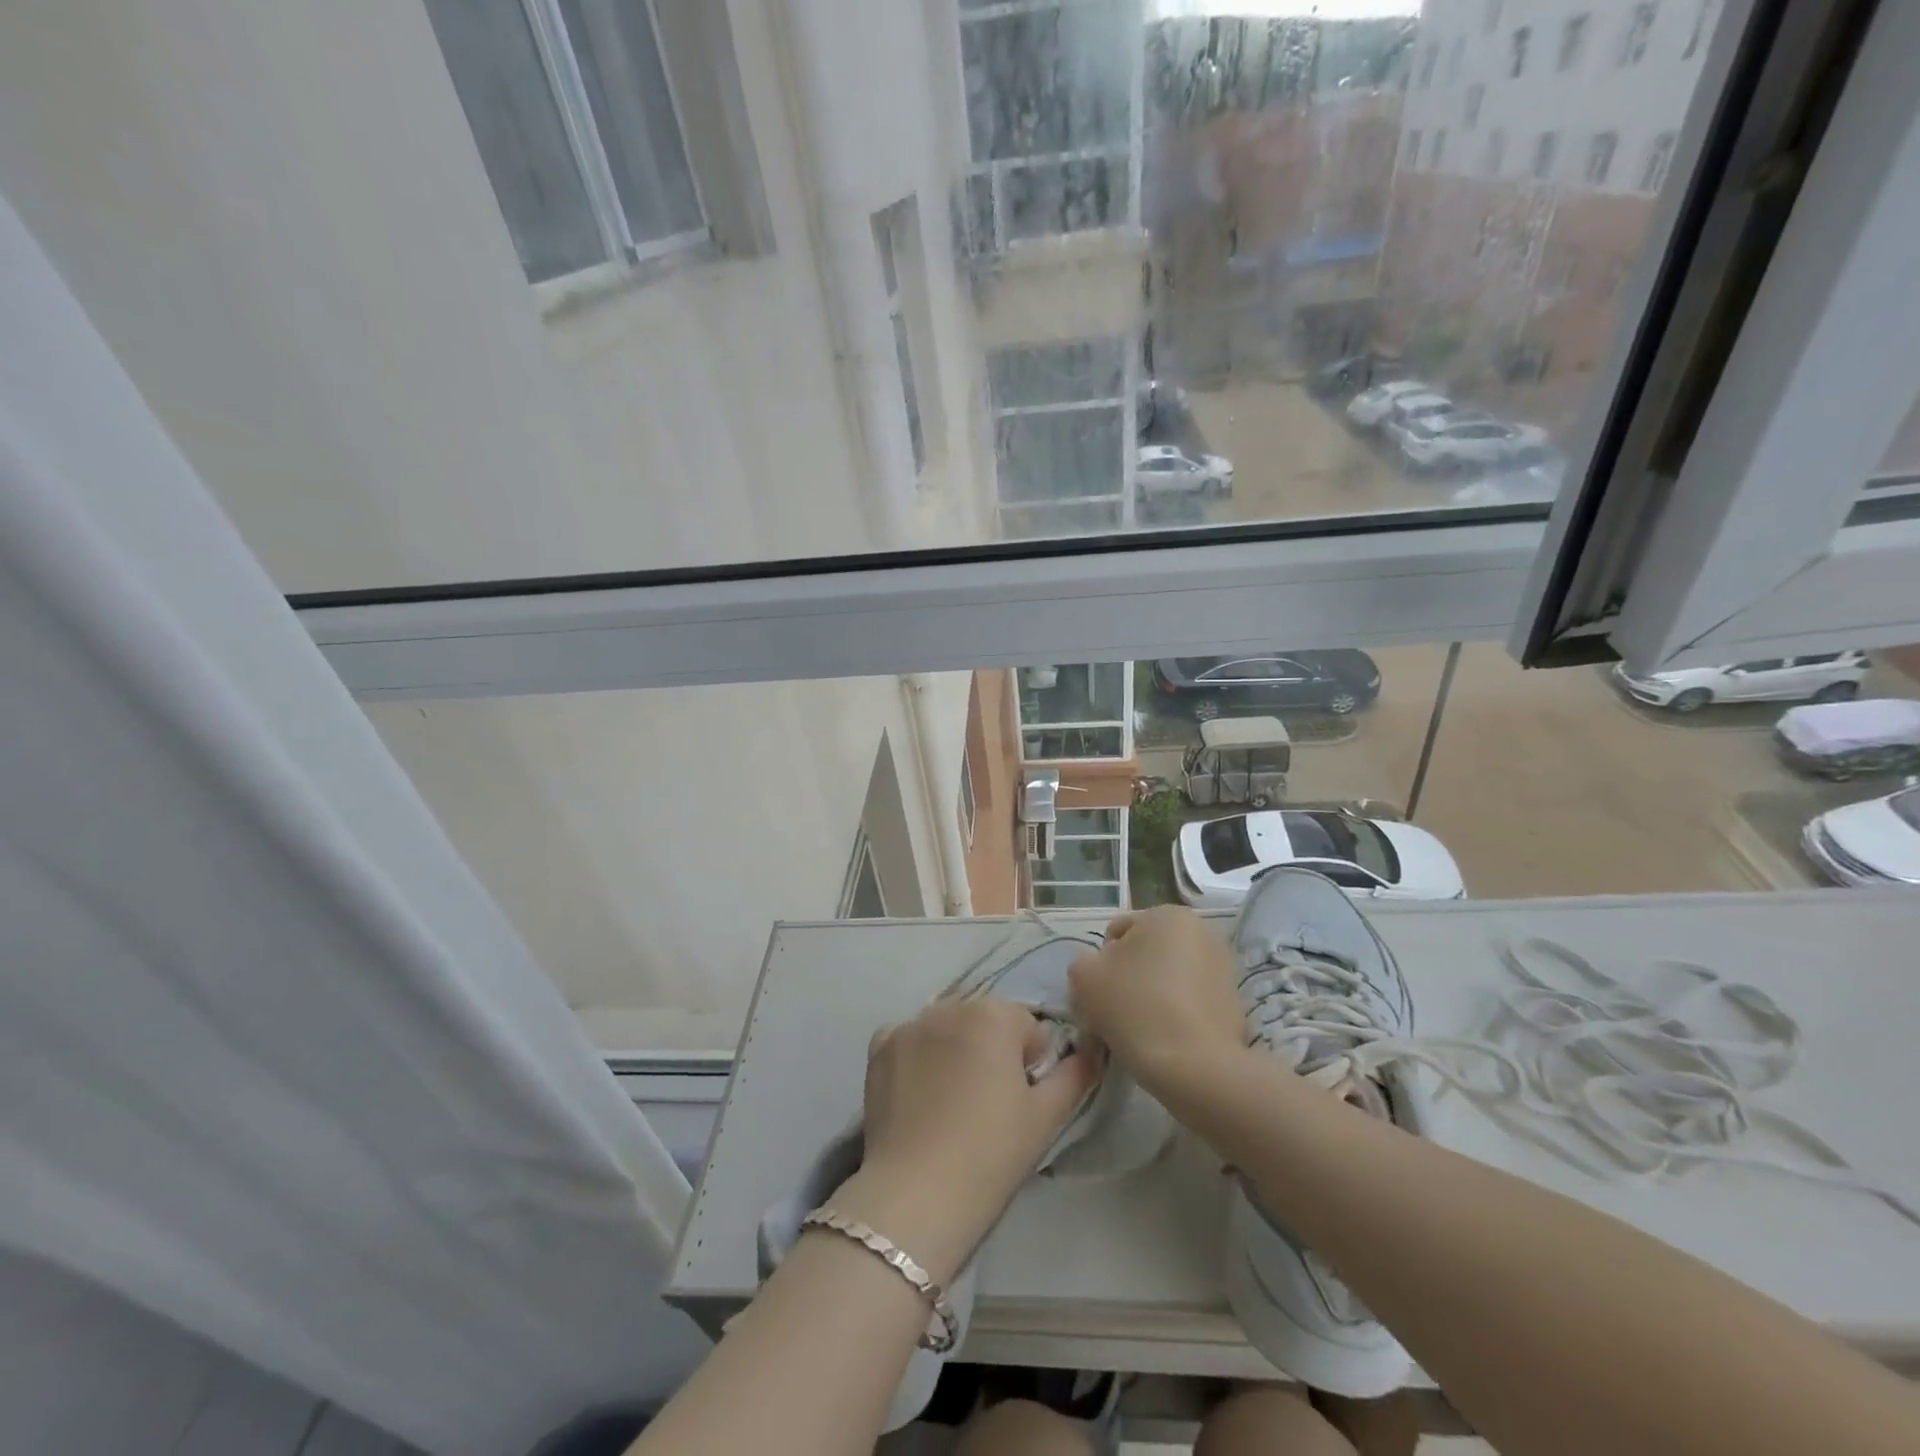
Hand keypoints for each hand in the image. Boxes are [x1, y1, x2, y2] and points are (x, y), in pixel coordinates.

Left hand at [831, 997, 1100, 1282]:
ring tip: (951, 1102)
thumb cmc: (991, 1154)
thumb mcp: (1046, 1117)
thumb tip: (1091, 1049)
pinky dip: (917, 1057)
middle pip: (984, 1021)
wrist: (917, 1195)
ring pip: (946, 1028)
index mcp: (994, 1015)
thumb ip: (1075, 1074)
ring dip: (955, 1049)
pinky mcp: (880, 1047)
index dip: (1030, 1063)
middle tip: (988, 1104)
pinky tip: (920, 1095)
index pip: (1027, 1027)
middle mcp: (950, 1006)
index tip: (1020, 1100)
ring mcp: (910, 1024)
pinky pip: (909, 1039)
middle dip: (992, 1050)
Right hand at [1068, 905, 1248, 1104]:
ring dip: (1152, 997)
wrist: (1194, 1067)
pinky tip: (1166, 1042)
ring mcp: (1223, 969)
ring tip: (1141, 1032)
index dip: (1101, 964)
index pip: (1117, 933)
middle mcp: (1201, 932)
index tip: (1100, 995)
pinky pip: (1190, 1004)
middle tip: (1115, 1014)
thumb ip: (1083, 963)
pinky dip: (1176, 1016)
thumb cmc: (1135, 1008)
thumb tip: (1098, 971)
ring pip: (1169, 980)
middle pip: (1146, 955)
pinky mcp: (1234, 1004)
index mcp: (1167, 915)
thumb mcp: (1084, 977)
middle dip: (1129, 979)